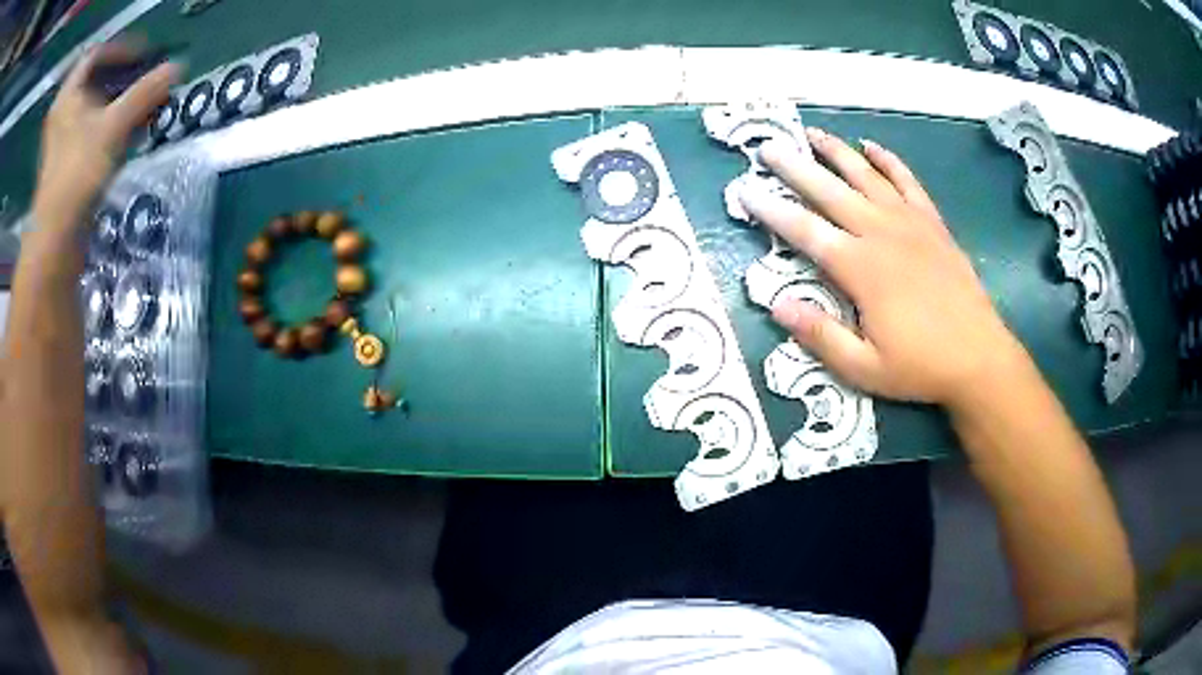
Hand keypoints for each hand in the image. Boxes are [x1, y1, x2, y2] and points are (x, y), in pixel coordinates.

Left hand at [32, 41, 177, 230]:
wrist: (54, 243)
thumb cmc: (77, 175)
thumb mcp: (115, 126)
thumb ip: (146, 93)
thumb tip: (178, 67)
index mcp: (67, 96)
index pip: (96, 55)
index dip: (121, 50)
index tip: (144, 56)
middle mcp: (62, 114)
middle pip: (95, 82)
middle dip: (123, 80)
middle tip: (147, 82)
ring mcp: (61, 143)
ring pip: (94, 110)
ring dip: (119, 106)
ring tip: (143, 110)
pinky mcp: (65, 167)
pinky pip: (90, 134)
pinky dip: (109, 129)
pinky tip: (128, 136)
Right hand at [741, 128, 1027, 406]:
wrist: (979, 357)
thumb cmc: (920, 366)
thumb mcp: (864, 368)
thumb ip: (821, 336)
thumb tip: (777, 305)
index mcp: (860, 268)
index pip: (805, 231)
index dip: (772, 210)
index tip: (746, 191)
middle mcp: (880, 233)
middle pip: (830, 191)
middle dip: (796, 167)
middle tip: (769, 147)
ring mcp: (910, 223)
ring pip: (866, 176)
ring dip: (837, 152)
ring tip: (812, 133)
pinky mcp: (932, 223)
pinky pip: (907, 181)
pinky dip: (888, 161)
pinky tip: (871, 147)